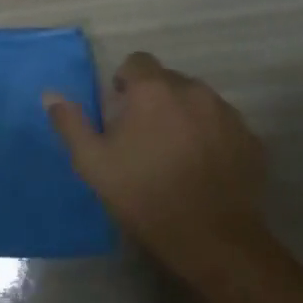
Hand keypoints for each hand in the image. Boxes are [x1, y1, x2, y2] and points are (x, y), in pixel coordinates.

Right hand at [43, 52, 269, 274]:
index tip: (119, 109)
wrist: (213, 241)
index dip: (125, 81)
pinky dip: (211, 136)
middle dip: (154, 99)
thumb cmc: (144, 196)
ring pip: (198, 102)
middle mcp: (194, 91)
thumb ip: (70, 123)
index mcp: (153, 91)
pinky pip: (224, 126)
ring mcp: (228, 115)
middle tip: (143, 135)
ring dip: (184, 115)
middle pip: (169, 80)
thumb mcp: (93, 163)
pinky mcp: (252, 140)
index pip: (137, 61)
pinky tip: (203, 167)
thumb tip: (50, 94)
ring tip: (175, 152)